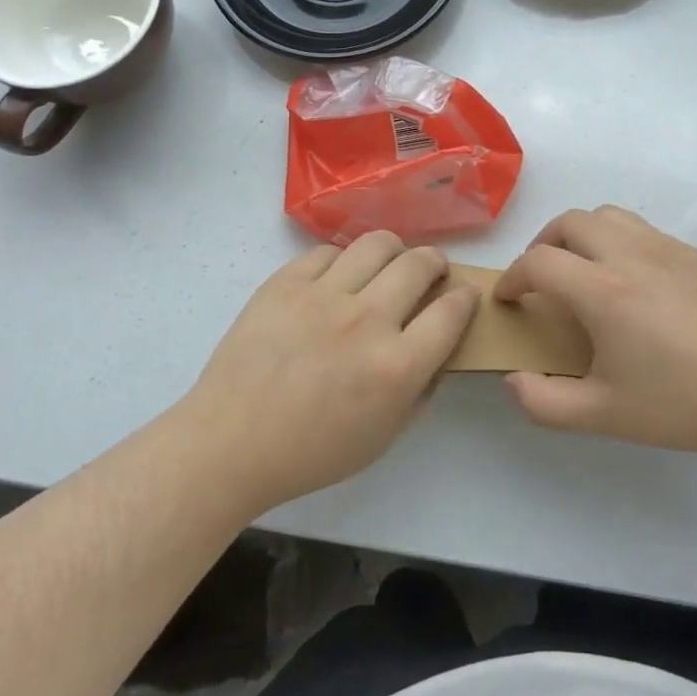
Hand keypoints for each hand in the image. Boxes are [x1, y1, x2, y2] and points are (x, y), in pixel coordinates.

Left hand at [179, 232, 478, 510]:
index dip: (466, 297)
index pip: (451, 311)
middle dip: (436, 263)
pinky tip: (337, 279)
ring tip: (388, 263)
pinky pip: (327, 252)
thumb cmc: (311, 452)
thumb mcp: (384, 436)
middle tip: (431, 271)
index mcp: (396, 366)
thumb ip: (421, 389)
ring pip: (377, 243)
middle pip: (419, 264)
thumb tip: (438, 348)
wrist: (230, 442)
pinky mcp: (285, 283)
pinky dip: (342, 261)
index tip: (464, 294)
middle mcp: (366, 320)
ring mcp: (323, 295)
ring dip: (394, 250)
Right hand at [496, 206, 696, 461]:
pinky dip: (618, 241)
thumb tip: (514, 380)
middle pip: (570, 222)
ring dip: (581, 234)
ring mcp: (666, 248)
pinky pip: (642, 230)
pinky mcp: (694, 253)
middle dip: (543, 244)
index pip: (538, 262)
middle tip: (542, 278)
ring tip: (582, 268)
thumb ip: (544, 402)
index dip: (512, 277)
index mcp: (603, 291)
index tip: (509, 299)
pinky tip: (631, 281)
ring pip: (607, 215)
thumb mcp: (603, 416)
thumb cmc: (681, 405)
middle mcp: (630, 255)